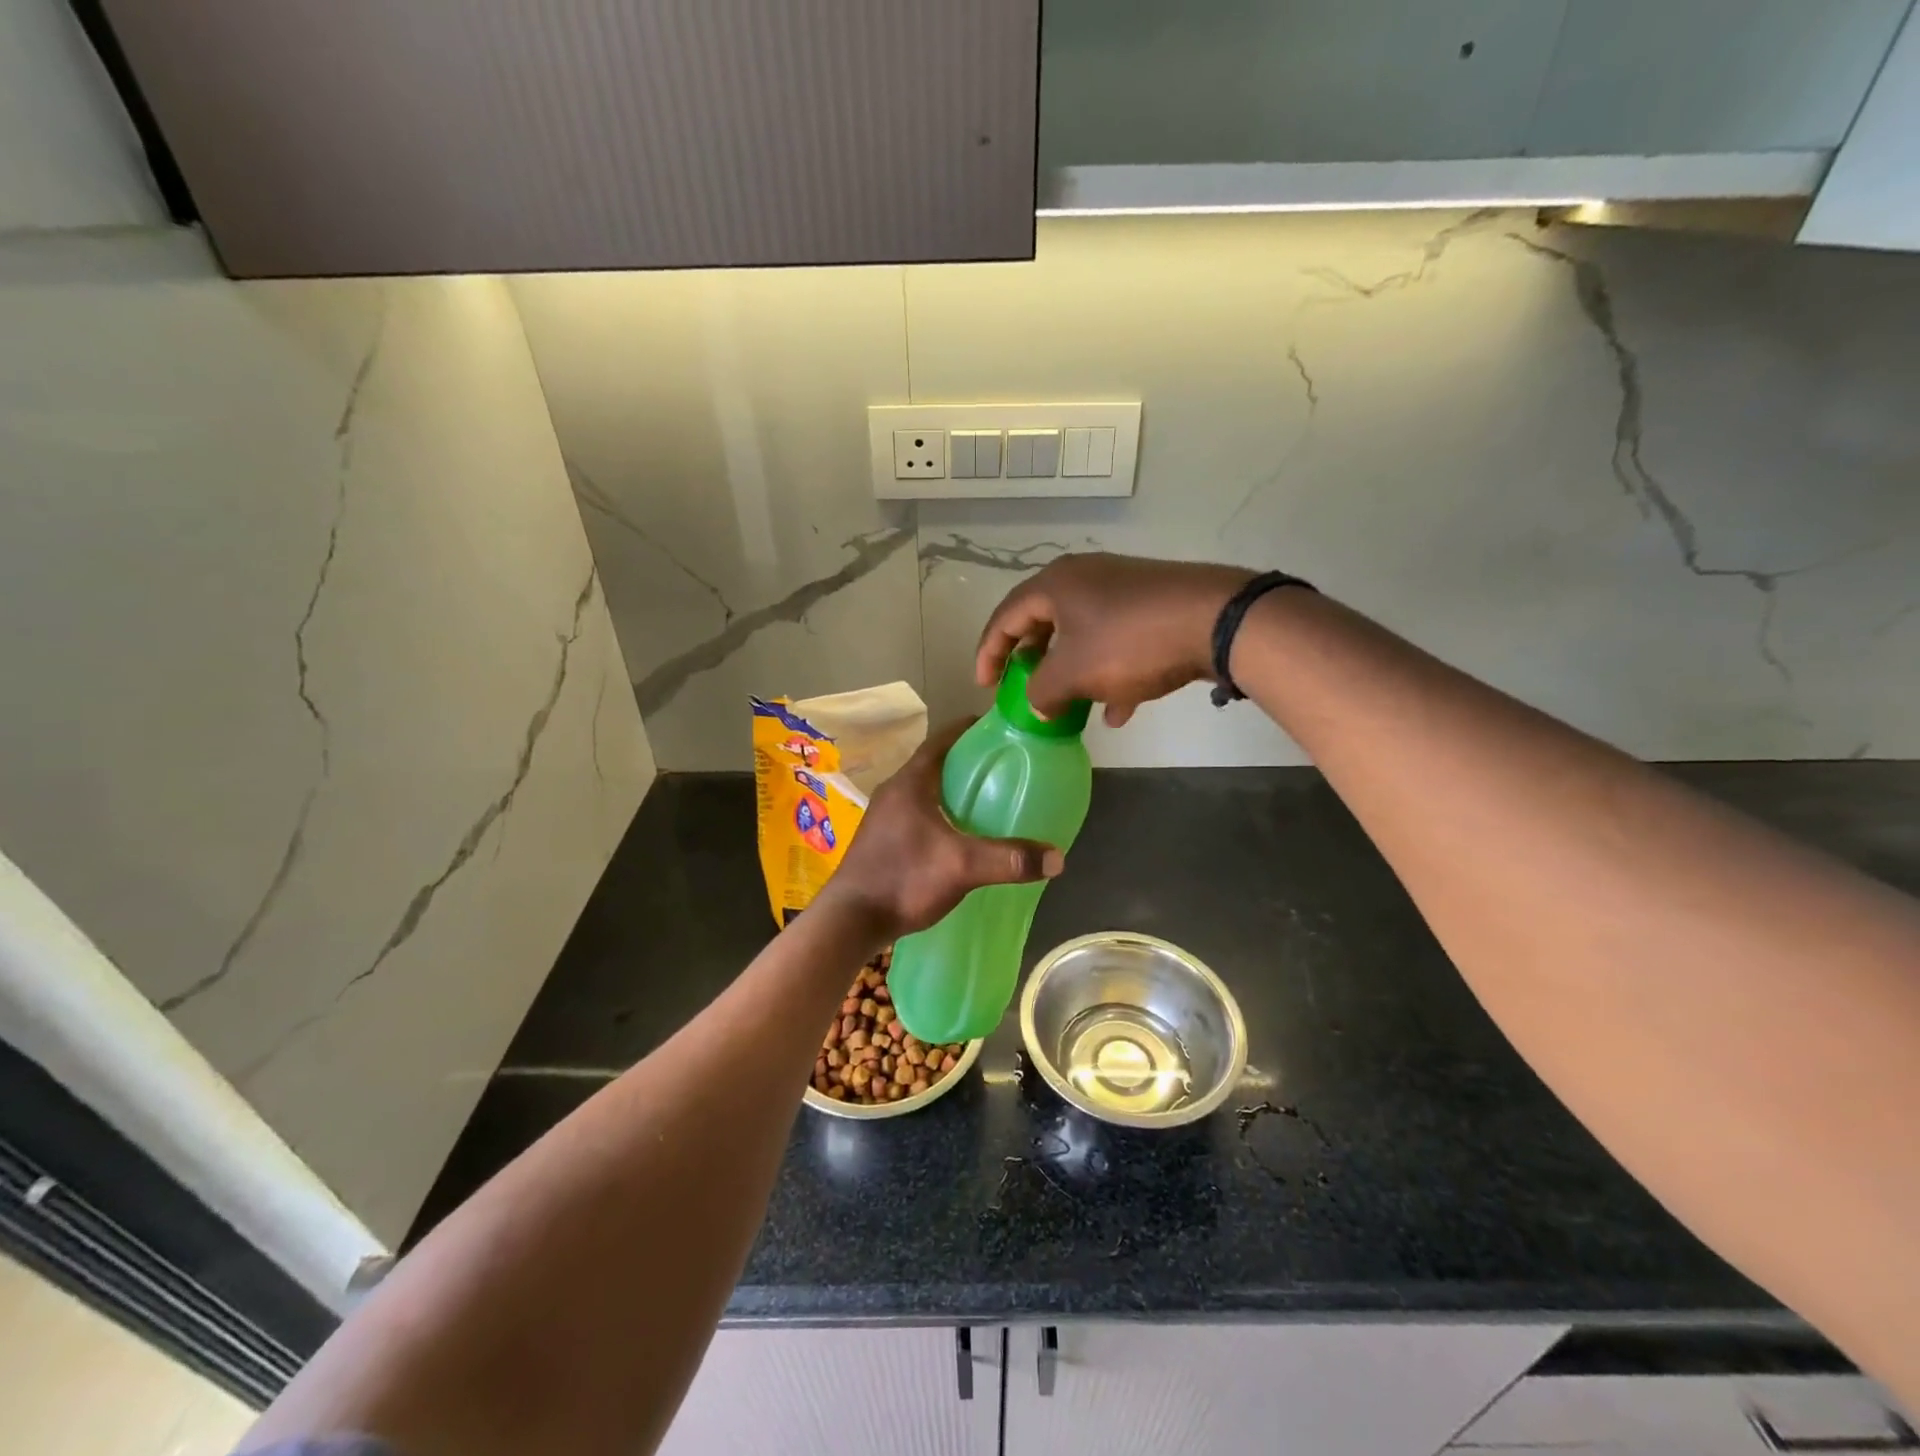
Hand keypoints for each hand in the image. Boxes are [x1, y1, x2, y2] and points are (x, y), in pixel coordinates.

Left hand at [820, 718, 1064, 939]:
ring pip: (925, 790)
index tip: (999, 728)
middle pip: (935, 763)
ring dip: (952, 789)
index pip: (942, 739)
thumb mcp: (962, 867)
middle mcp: (894, 791)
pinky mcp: (882, 839)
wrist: (849, 920)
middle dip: (966, 761)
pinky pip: (917, 813)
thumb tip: (1057, 858)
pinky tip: (958, 834)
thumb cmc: (903, 878)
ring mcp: (884, 816)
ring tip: (985, 799)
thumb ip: (1009, 859)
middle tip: (1002, 767)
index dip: (969, 729)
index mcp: (911, 782)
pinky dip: (940, 813)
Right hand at [975, 552, 1253, 725]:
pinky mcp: (1153, 606)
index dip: (989, 652)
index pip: (1006, 616)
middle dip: (1032, 660)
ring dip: (1072, 670)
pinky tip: (1118, 710)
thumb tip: (1036, 705)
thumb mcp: (1074, 673)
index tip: (985, 686)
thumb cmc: (1129, 643)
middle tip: (1022, 687)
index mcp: (1055, 584)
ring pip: (1083, 634)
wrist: (1216, 620)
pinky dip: (1110, 673)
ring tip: (1068, 705)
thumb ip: (1042, 691)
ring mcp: (1123, 590)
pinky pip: (1118, 641)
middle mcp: (1085, 578)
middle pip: (1044, 621)